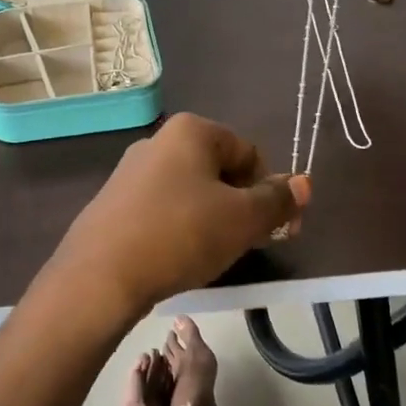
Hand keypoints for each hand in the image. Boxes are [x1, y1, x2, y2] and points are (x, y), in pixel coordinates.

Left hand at [45, 113, 308, 313]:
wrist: (101, 275)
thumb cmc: (181, 234)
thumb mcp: (242, 219)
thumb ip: (278, 200)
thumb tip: (304, 183)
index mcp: (191, 130)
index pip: (250, 154)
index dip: (268, 192)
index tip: (272, 231)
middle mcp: (159, 140)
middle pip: (220, 171)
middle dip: (241, 206)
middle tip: (245, 245)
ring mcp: (131, 171)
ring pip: (191, 192)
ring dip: (212, 219)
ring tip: (211, 255)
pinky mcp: (114, 201)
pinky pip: (162, 208)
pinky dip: (179, 228)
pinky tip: (177, 257)